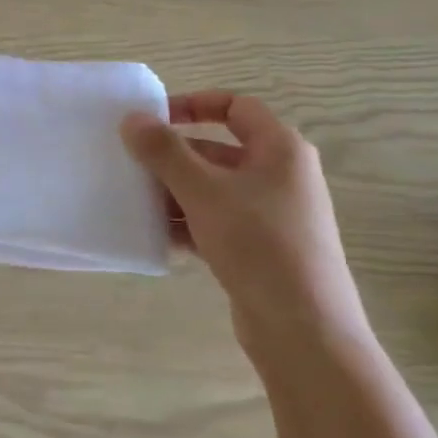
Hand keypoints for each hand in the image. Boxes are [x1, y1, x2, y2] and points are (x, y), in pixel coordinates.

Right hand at [121, 91, 365, 347]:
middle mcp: (281, 176)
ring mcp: (272, 215)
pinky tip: (156, 236)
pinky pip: (217, 222)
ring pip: (214, 189)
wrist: (305, 332)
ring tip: (135, 200)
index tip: (154, 119)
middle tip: (132, 164)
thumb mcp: (204, 191)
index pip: (235, 107)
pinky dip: (188, 224)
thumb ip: (164, 152)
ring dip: (175, 192)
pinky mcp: (262, 250)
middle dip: (174, 157)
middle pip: (218, 150)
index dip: (194, 105)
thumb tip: (132, 118)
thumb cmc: (258, 244)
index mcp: (281, 149)